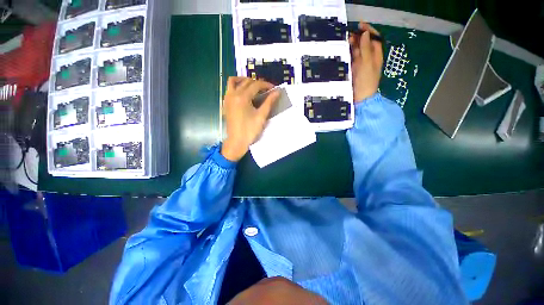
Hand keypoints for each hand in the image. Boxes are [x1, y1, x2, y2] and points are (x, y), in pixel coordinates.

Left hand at [221, 77, 279, 161]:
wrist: (237, 141)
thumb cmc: (250, 130)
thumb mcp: (261, 116)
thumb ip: (269, 102)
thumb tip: (277, 92)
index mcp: (242, 97)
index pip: (256, 85)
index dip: (266, 85)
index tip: (274, 88)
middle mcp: (233, 94)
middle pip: (246, 82)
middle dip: (257, 83)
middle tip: (266, 89)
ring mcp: (227, 98)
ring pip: (234, 81)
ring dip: (244, 80)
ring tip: (253, 87)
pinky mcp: (225, 103)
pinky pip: (229, 88)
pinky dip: (236, 86)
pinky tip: (244, 93)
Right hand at [349, 22, 383, 101]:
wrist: (360, 97)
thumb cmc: (366, 81)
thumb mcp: (367, 63)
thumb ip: (366, 49)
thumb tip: (365, 34)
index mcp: (376, 56)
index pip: (374, 39)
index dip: (369, 31)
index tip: (361, 25)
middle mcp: (369, 58)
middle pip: (366, 44)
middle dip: (360, 37)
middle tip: (351, 33)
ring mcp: (361, 64)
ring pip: (358, 50)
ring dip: (354, 44)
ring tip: (347, 40)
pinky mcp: (354, 69)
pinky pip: (352, 58)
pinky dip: (350, 53)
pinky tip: (346, 50)